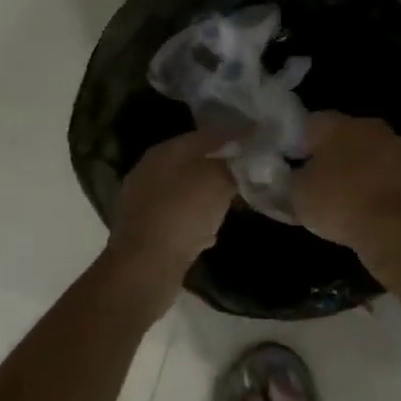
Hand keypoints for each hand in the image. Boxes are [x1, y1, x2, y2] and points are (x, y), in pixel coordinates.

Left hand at [107, 129, 236, 283]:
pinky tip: (209, 231)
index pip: (206, 135)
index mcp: (165, 151)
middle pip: (193, 162)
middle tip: (248, 172)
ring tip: (232, 202)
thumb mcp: (217, 181)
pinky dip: (195, 220)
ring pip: (185, 190)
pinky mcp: (144, 229)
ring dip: (208, 194)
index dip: (233, 136)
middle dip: (220, 166)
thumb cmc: (183, 213)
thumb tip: (244, 159)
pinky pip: (178, 216)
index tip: (256, 141)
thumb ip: (233, 166)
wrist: (145, 266)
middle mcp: (149, 169)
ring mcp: (143, 200)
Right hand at [292, 112, 400, 252]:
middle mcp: (369, 126)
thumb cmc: (340, 202)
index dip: (294, 144)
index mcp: (337, 123)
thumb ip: (287, 179)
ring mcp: (396, 147)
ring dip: (352, 171)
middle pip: (340, 137)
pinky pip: (383, 175)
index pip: (308, 124)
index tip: (287, 165)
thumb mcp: (297, 194)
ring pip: (365, 155)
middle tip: (312, 182)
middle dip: (326, 156)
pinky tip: (363, 207)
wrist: (397, 229)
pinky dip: (372, 186)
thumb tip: (286, 175)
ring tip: (339, 199)